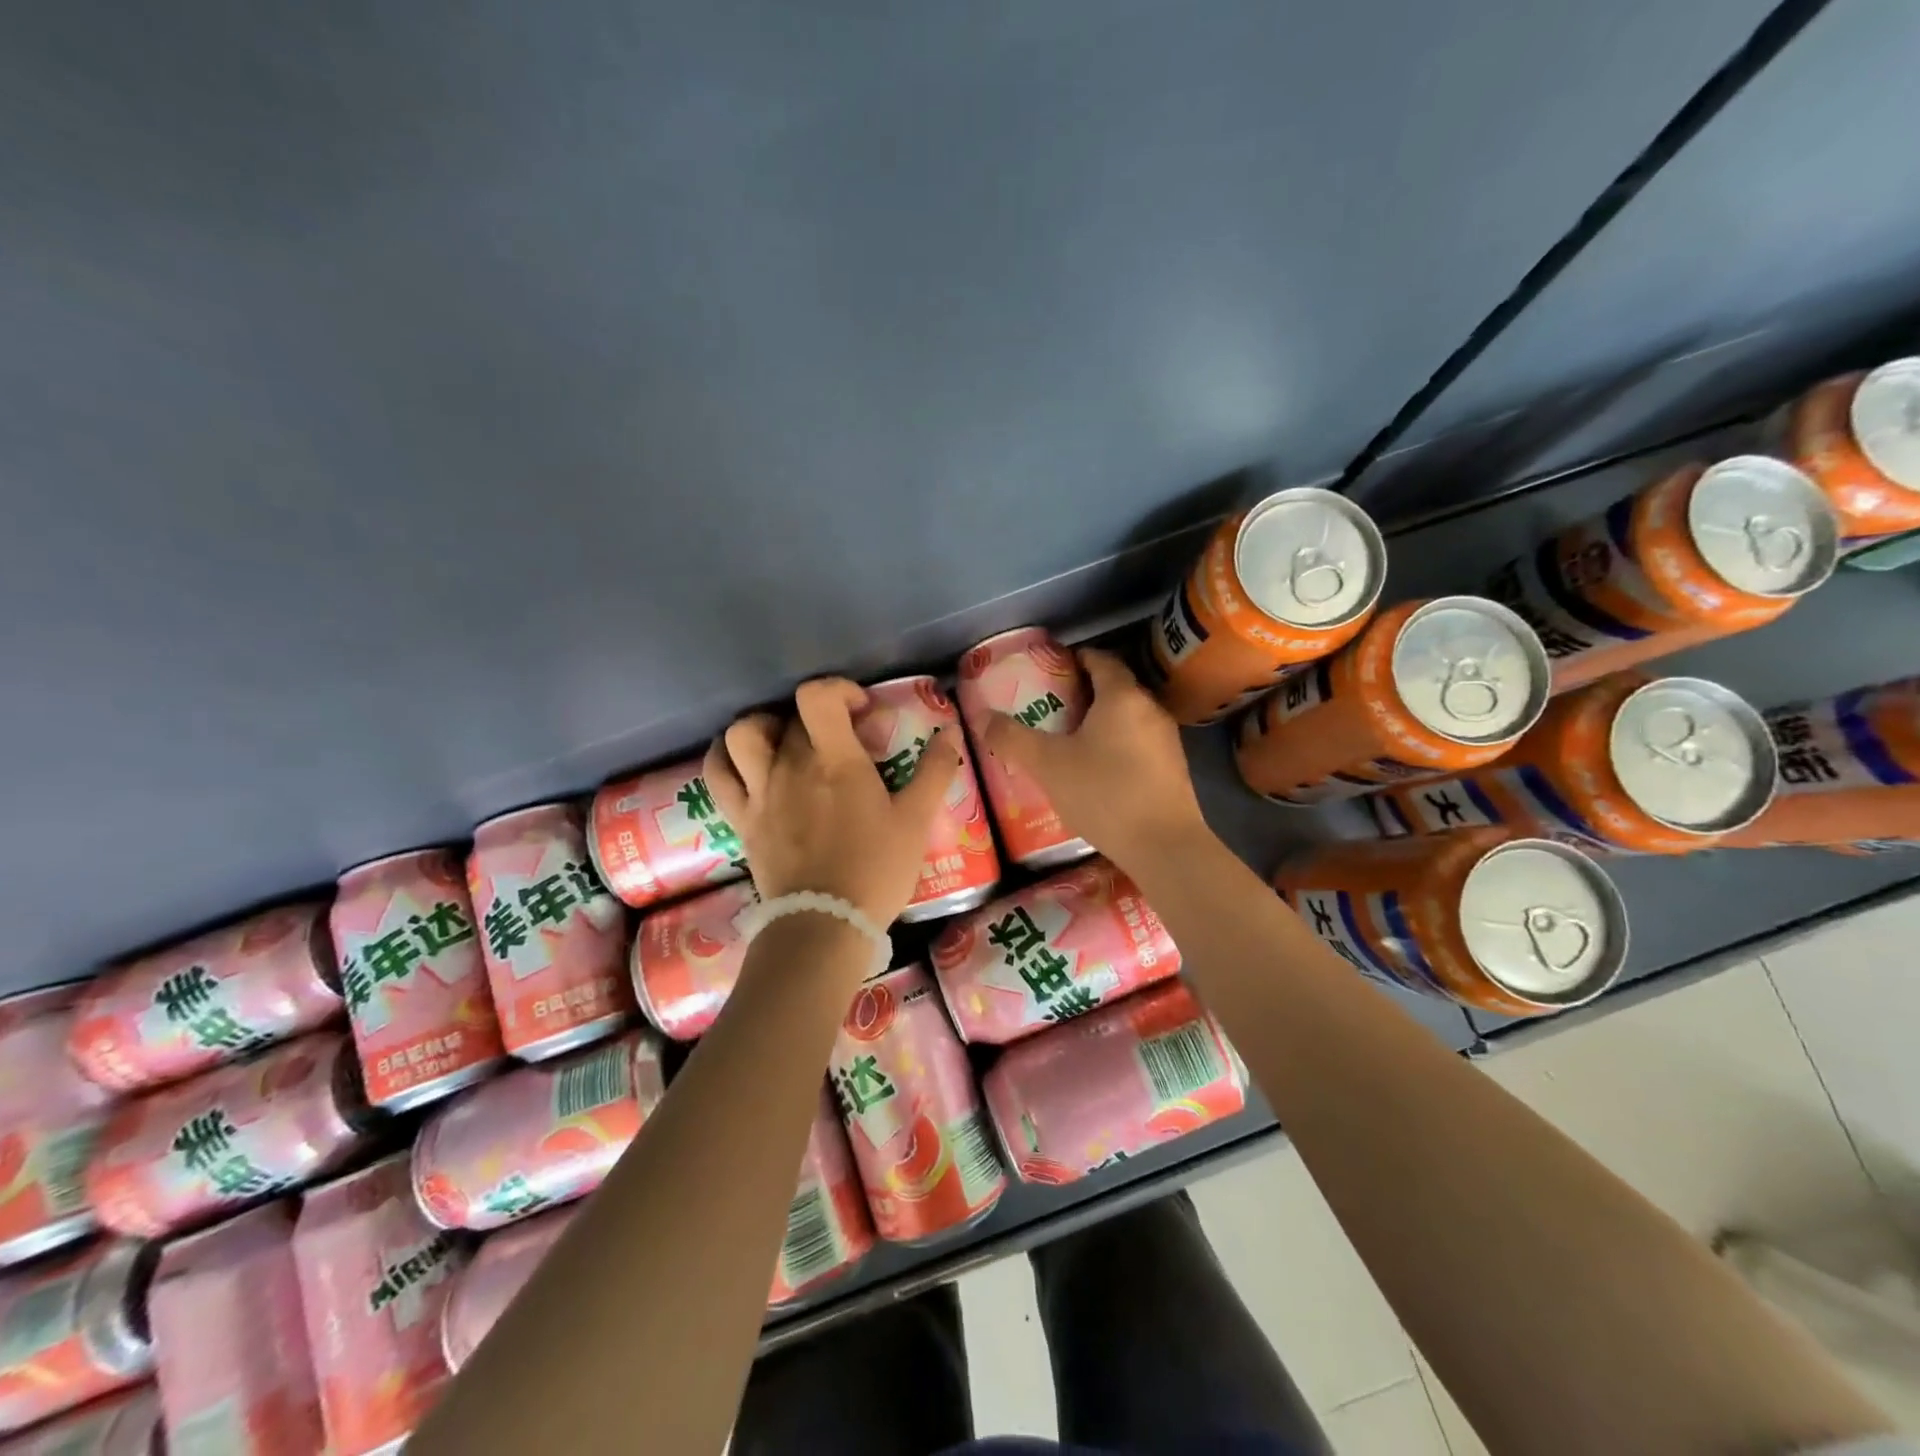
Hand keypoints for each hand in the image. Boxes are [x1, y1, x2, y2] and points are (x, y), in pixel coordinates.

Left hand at [703, 678, 961, 925]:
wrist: (825, 924)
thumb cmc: (875, 870)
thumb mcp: (916, 821)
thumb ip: (935, 771)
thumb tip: (951, 731)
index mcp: (835, 761)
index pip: (818, 696)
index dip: (838, 690)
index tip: (860, 712)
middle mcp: (790, 766)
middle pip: (793, 717)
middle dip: (820, 718)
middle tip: (841, 740)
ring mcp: (760, 791)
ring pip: (743, 734)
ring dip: (764, 726)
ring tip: (786, 740)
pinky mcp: (741, 818)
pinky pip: (716, 773)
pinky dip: (724, 756)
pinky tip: (743, 759)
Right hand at [979, 647, 1207, 873]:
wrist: (1163, 846)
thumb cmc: (1103, 793)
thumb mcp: (1048, 765)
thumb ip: (1012, 738)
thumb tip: (980, 717)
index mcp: (1122, 696)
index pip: (1100, 659)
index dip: (1074, 659)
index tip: (1049, 669)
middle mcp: (1150, 709)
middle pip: (1114, 688)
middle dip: (1082, 692)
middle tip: (1049, 707)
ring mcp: (1166, 740)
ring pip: (1127, 718)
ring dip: (1100, 722)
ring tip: (1067, 738)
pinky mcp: (1173, 768)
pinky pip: (1138, 743)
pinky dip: (1116, 745)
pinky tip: (1095, 769)